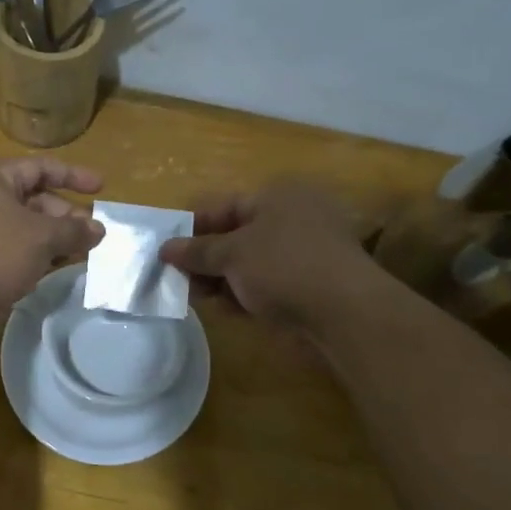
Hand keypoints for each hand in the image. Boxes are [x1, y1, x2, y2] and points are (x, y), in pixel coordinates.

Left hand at [0, 157, 103, 337]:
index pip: (39, 168)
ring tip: (83, 254)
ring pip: (25, 230)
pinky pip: (13, 253)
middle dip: (66, 216)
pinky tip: (57, 270)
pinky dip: (36, 259)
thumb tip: (98, 229)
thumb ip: (73, 230)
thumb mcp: (40, 236)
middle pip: (33, 200)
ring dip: (54, 241)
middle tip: (93, 236)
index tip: (101, 188)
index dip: (73, 175)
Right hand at [157, 181, 372, 329]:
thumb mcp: (233, 254)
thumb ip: (197, 251)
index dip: (192, 227)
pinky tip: (225, 310)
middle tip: (177, 279)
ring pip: (249, 263)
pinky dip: (244, 294)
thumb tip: (165, 249)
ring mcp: (302, 253)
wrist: (344, 313)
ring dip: (221, 279)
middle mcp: (291, 218)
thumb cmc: (284, 266)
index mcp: (277, 196)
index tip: (166, 251)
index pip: (223, 206)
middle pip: (235, 236)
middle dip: (204, 258)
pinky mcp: (308, 285)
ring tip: (195, 297)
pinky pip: (266, 284)